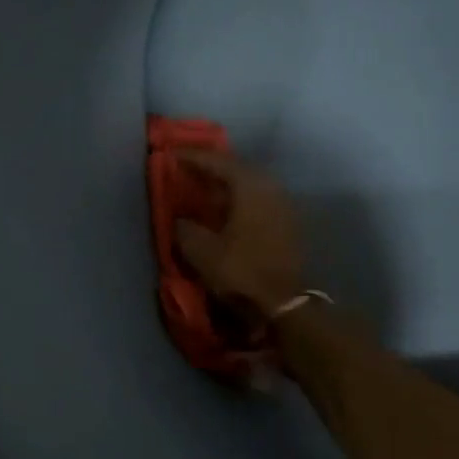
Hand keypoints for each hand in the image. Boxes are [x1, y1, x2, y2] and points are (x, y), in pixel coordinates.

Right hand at [172, 151, 303, 319]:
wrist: (286, 304)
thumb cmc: (242, 271)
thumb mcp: (201, 251)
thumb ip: (185, 228)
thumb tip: (180, 219)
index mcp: (249, 186)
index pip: (217, 161)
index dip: (192, 157)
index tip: (171, 154)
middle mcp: (270, 187)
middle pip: (237, 167)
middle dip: (211, 167)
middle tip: (187, 168)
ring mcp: (282, 204)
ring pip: (249, 183)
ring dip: (226, 184)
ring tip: (203, 188)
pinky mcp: (287, 223)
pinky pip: (257, 199)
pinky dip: (238, 198)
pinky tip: (224, 210)